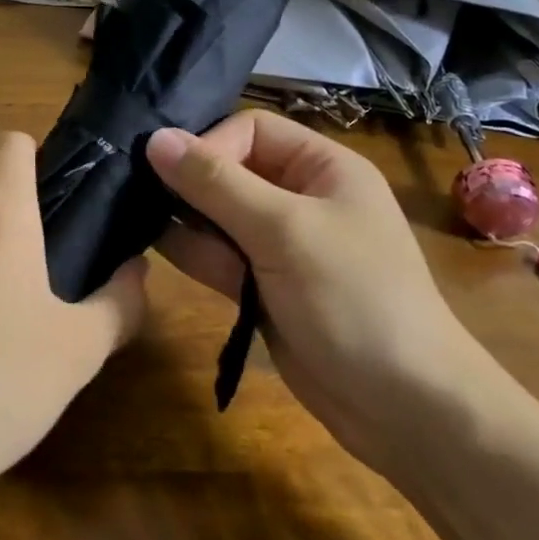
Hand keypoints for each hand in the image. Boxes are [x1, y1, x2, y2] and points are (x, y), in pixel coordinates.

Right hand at [147, 111, 484, 467]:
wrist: (405, 409)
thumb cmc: (352, 298)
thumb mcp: (283, 230)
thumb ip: (216, 183)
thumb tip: (156, 138)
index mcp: (322, 168)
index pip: (251, 130)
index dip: (211, 145)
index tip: (172, 175)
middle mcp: (300, 198)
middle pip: (231, 171)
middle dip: (188, 181)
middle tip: (133, 190)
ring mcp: (280, 245)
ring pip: (218, 215)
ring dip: (183, 217)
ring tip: (133, 218)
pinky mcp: (263, 286)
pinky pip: (219, 256)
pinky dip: (191, 251)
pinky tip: (149, 245)